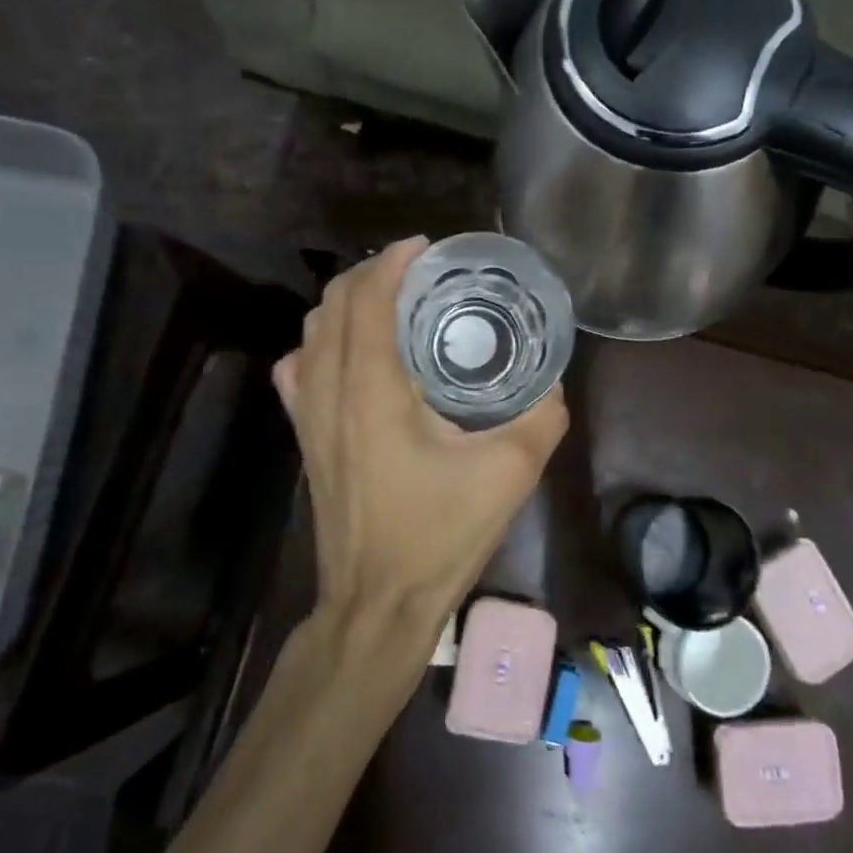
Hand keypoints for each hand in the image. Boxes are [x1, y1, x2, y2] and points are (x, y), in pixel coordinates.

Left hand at [272, 237, 568, 634]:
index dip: (392, 262)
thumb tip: (553, 386)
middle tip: (418, 272)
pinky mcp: (304, 440)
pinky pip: (298, 372)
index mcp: (371, 390)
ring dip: (346, 304)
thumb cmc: (438, 536)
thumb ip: (540, 419)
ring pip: (311, 333)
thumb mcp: (509, 475)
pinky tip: (351, 355)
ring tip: (392, 302)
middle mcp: (328, 391)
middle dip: (370, 274)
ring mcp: (307, 417)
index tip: (426, 248)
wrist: (377, 604)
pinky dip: (321, 344)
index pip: (368, 300)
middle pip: (333, 306)